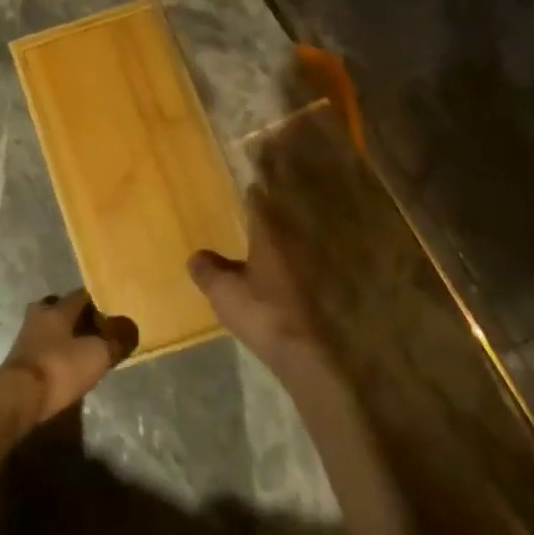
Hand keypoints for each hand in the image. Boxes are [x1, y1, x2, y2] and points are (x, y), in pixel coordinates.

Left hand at [0, 289, 137, 427]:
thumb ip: (116, 340)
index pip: (80, 295)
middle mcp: (39, 316)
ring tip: (83, 349)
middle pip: (61, 308)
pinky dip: (56, 352)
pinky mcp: (21, 358)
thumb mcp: (96, 354)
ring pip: (50, 328)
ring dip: (65, 335)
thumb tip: (130, 325)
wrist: (19, 397)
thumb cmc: (59, 368)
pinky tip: (66, 365)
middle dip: (78, 316)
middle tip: (97, 329)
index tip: (112, 311)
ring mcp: (26, 337)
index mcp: (57, 309)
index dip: (98, 302)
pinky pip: (43, 347)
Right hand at [189, 189, 318, 366]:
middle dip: (280, 200)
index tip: (249, 179)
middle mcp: (300, 237)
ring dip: (298, 226)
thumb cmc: (264, 313)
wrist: (313, 354)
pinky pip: (322, 257)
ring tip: (284, 224)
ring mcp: (320, 260)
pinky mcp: (337, 283)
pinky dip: (312, 255)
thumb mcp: (224, 292)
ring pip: (308, 231)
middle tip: (267, 192)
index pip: (261, 196)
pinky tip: (303, 262)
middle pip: (289, 208)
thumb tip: (196, 256)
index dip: (254, 185)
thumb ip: (208, 270)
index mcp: (271, 230)